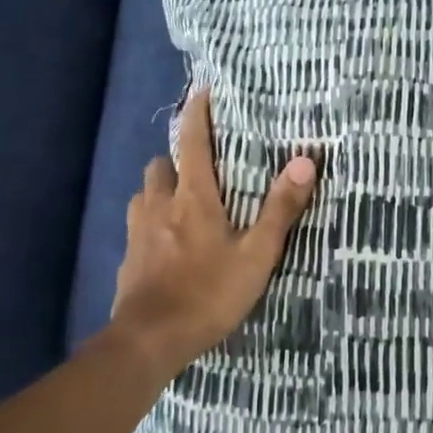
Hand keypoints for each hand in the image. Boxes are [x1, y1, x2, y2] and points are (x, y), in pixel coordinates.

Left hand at [111, 90, 318, 379]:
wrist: (149, 341)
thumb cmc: (208, 294)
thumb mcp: (256, 255)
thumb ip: (280, 209)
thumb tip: (305, 161)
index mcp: (193, 197)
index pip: (191, 141)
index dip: (197, 113)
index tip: (203, 91)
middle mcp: (159, 204)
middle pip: (161, 165)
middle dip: (177, 158)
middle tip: (201, 168)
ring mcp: (138, 231)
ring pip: (145, 193)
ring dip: (162, 189)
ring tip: (184, 203)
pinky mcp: (128, 257)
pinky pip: (138, 224)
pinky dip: (152, 220)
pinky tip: (167, 242)